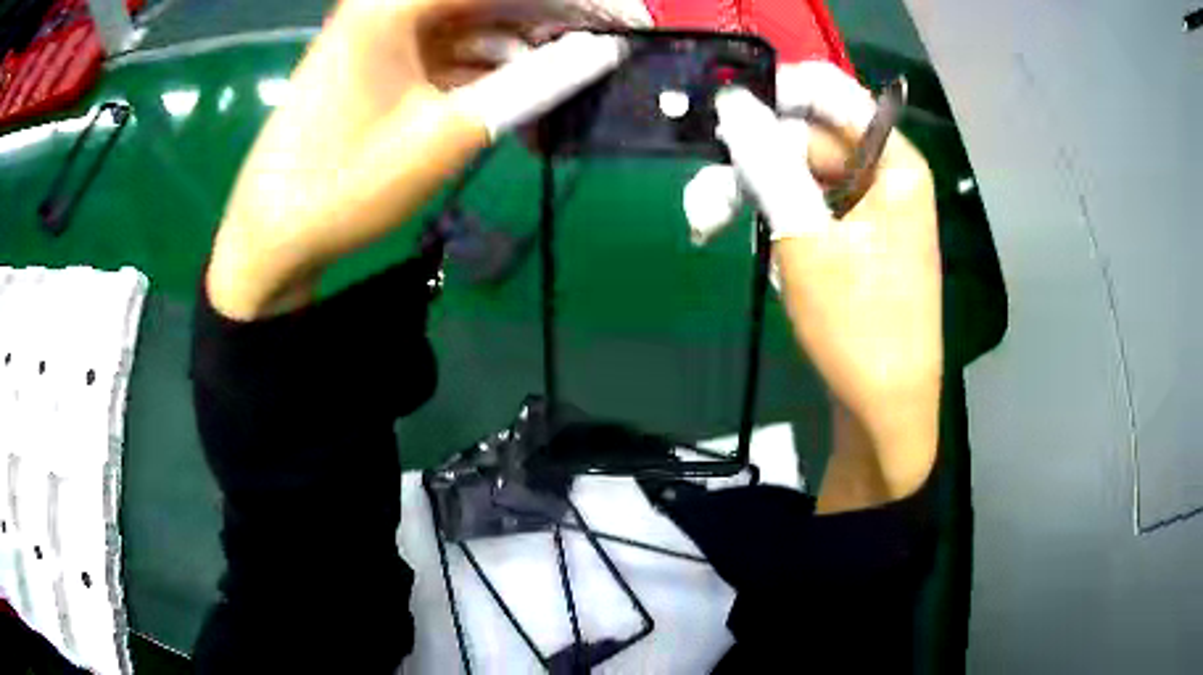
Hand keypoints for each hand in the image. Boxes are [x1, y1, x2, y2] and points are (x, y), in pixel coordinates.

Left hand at [207, 0, 626, 318]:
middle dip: (552, 20)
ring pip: (473, 23)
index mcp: (392, 3)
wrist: (270, 237)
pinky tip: (516, 95)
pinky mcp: (379, 61)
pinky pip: (448, 50)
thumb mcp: (447, 134)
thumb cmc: (345, 186)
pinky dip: (485, 69)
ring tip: (564, 86)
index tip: (627, 21)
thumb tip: (605, 50)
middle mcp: (386, 4)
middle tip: (603, 54)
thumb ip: (533, 83)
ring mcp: (380, 33)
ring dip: (521, 49)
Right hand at [712, 62, 942, 506]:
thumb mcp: (807, 241)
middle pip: (810, 138)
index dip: (778, 93)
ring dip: (754, 193)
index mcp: (895, 164)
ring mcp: (871, 208)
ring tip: (708, 223)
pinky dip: (774, 217)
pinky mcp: (855, 237)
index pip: (833, 95)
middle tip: (704, 200)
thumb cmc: (858, 328)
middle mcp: (886, 175)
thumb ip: (769, 165)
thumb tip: (732, 103)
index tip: (724, 112)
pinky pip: (809, 205)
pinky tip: (746, 241)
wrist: (885, 410)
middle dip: (754, 161)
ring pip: (802, 173)